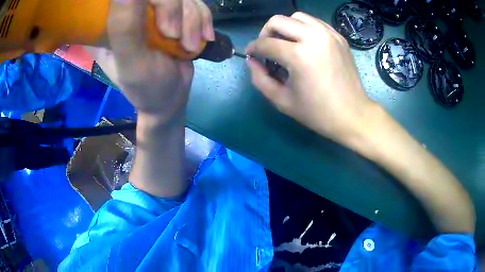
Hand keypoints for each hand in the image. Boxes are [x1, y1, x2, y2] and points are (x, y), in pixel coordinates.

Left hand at [85, 0, 213, 120]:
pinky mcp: (174, 13)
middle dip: (174, 11)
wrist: (172, 97)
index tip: (157, 25)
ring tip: (190, 45)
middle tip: (174, 37)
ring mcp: (153, 11)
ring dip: (192, 20)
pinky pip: (194, 3)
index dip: (145, 2)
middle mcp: (128, 13)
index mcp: (106, 25)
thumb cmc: (146, 87)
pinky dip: (203, 19)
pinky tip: (203, 37)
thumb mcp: (131, 61)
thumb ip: (125, 27)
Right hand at [246, 12, 375, 143]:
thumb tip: (251, 60)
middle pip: (278, 20)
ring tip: (286, 43)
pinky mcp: (338, 37)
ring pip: (297, 16)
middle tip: (268, 48)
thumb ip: (260, 79)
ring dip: (285, 27)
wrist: (353, 114)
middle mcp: (314, 38)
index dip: (253, 48)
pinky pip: (314, 22)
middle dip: (266, 32)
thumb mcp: (282, 101)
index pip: (266, 43)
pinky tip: (304, 43)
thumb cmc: (318, 113)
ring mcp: (329, 35)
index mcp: (299, 56)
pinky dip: (303, 28)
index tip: (251, 54)